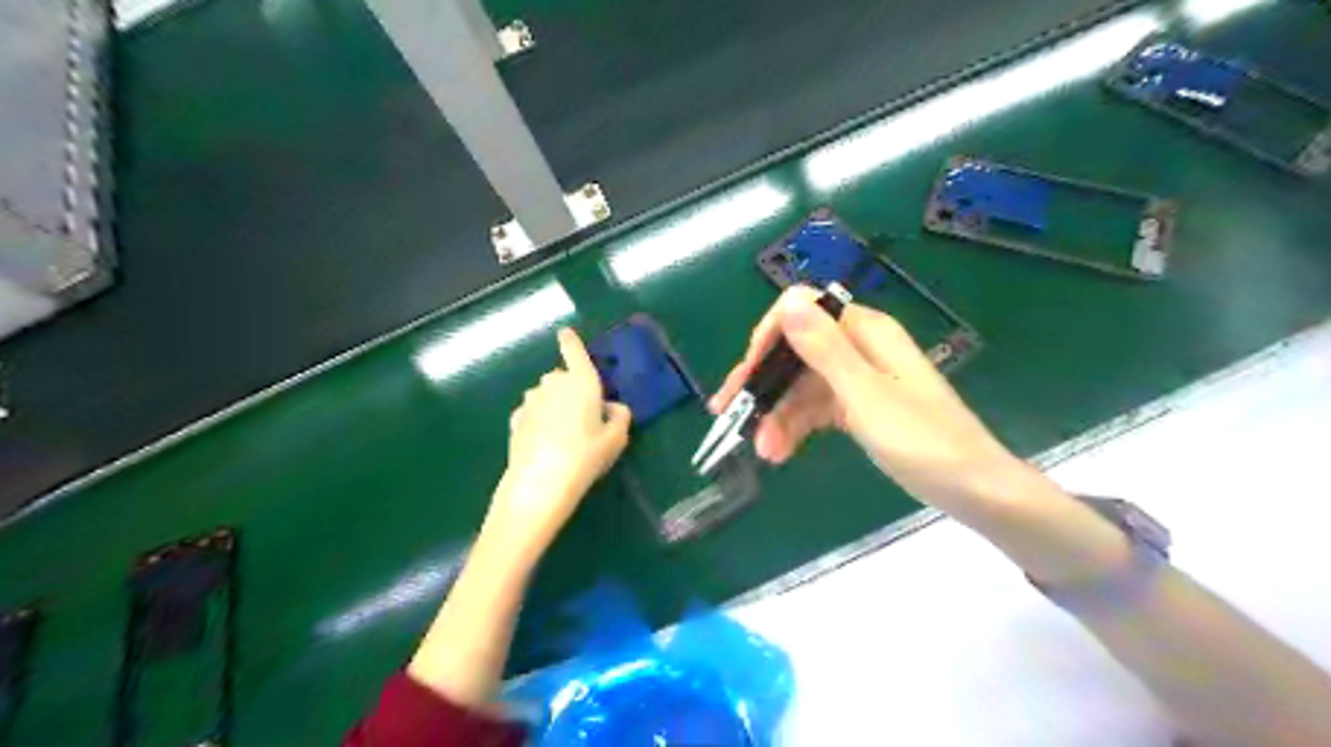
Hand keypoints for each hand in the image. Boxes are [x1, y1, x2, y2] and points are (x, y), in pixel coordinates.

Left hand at [489, 326, 630, 555]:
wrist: (541, 482)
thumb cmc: (586, 455)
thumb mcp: (616, 439)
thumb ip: (619, 417)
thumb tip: (612, 407)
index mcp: (581, 381)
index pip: (574, 351)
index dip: (570, 341)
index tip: (565, 332)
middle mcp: (553, 384)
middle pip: (562, 378)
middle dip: (570, 389)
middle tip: (584, 416)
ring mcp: (530, 401)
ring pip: (545, 396)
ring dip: (553, 406)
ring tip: (564, 434)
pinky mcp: (515, 420)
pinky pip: (532, 413)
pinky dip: (539, 421)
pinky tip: (546, 443)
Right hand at [712, 287, 1014, 499]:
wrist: (973, 489)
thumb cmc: (922, 440)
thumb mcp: (865, 395)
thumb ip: (824, 349)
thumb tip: (789, 299)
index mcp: (865, 332)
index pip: (803, 313)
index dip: (769, 339)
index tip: (747, 377)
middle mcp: (859, 348)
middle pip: (797, 353)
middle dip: (764, 384)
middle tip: (729, 414)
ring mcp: (859, 379)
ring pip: (803, 386)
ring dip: (778, 415)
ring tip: (762, 451)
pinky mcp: (860, 407)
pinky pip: (817, 408)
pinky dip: (797, 427)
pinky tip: (780, 451)